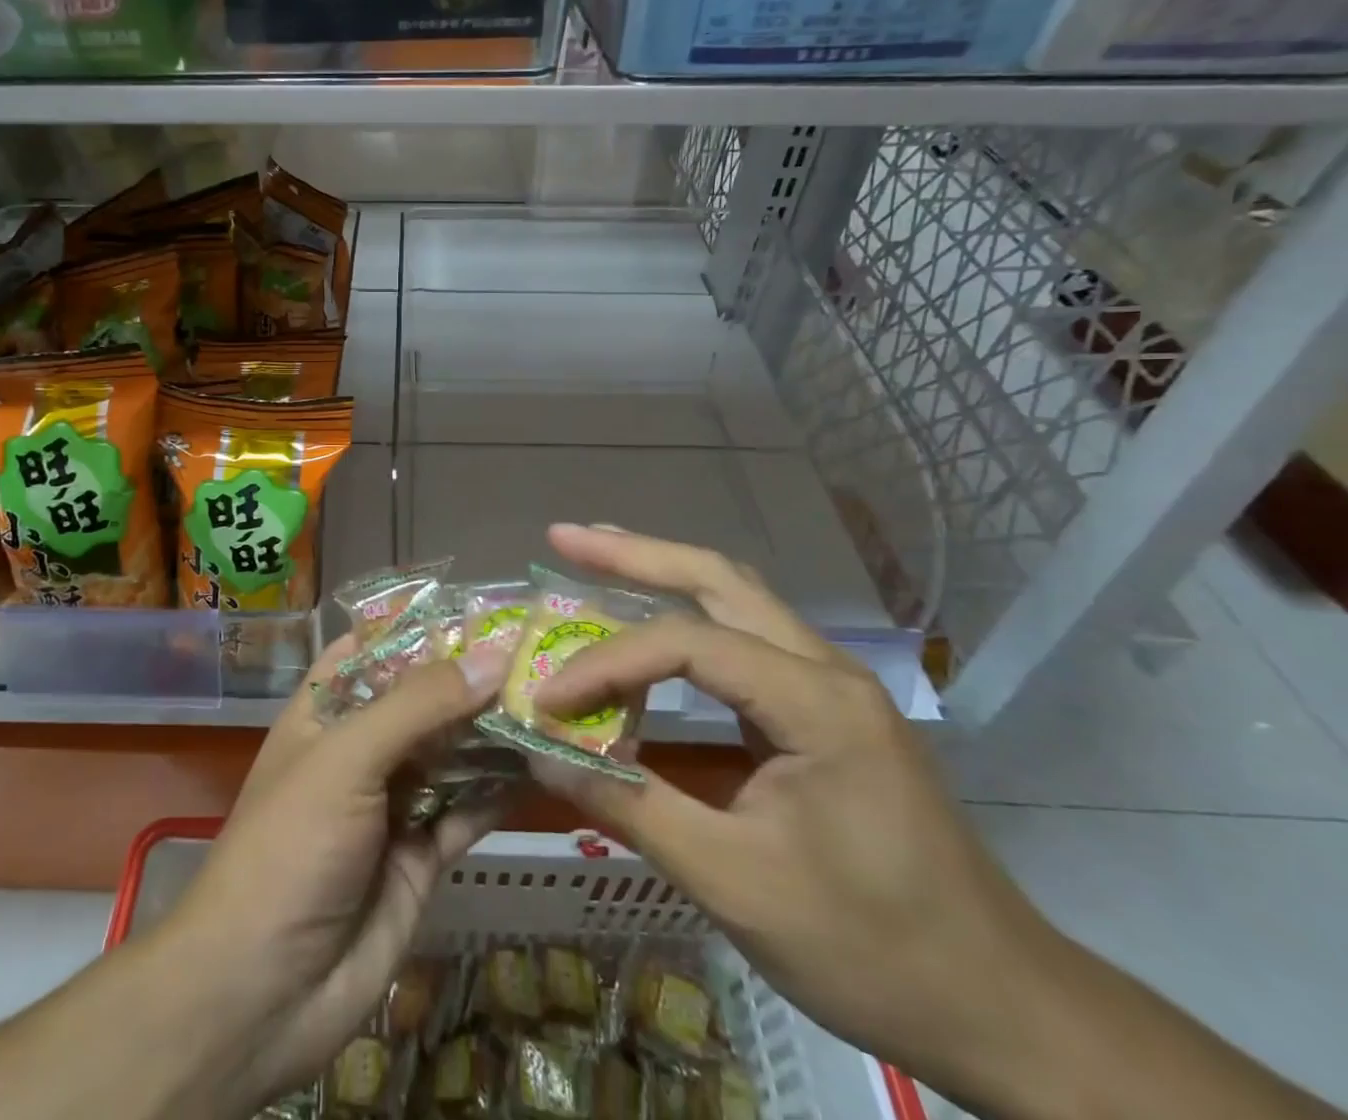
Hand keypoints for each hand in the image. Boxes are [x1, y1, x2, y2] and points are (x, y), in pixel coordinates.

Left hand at [155, 633, 513, 1114]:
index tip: (483, 607)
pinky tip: (541, 766)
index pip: (375, 648)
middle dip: (472, 679)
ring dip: (493, 731)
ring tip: (551, 700)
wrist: (263, 994)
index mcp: (326, 712)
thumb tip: (493, 656)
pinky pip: (467, 810)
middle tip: (538, 653)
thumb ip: (419, 705)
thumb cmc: (291, 847)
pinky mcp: (422, 854)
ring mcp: (392, 802)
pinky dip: (499, 790)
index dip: (422, 626)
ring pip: (451, 752)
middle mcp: (361, 748)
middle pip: (423, 699)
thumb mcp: (347, 759)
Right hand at [529, 524, 1066, 1103]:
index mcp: (816, 701)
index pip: (687, 644)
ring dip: (661, 571)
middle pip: (718, 577)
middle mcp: (825, 668)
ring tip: (595, 556)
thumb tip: (543, 757)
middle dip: (634, 553)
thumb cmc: (873, 949)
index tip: (547, 700)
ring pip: (735, 596)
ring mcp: (830, 684)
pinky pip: (744, 638)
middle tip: (564, 539)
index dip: (606, 664)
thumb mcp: (736, 883)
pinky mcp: (824, 708)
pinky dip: (685, 618)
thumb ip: (632, 807)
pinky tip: (650, 623)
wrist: (1004, 1009)